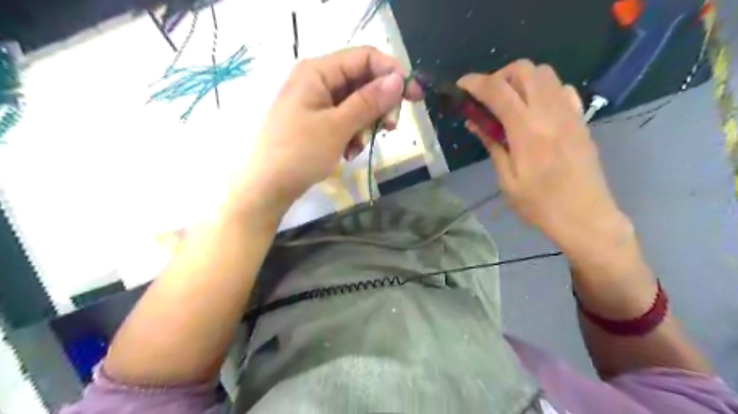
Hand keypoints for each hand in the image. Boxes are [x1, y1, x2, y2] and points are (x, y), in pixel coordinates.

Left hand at [229, 46, 426, 216]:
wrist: (266, 188)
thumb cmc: (299, 154)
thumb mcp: (338, 127)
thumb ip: (369, 101)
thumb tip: (399, 80)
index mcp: (318, 72)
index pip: (365, 58)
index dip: (392, 73)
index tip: (413, 97)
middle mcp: (317, 81)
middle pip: (363, 81)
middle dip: (379, 105)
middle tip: (390, 128)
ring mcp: (316, 102)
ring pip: (357, 104)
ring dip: (366, 124)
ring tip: (358, 147)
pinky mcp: (316, 122)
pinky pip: (345, 120)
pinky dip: (353, 135)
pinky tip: (348, 152)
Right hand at [460, 60, 631, 257]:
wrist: (585, 216)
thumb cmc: (539, 204)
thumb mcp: (507, 179)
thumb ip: (492, 144)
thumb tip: (474, 122)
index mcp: (527, 130)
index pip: (498, 90)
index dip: (476, 82)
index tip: (461, 86)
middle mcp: (550, 113)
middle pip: (525, 69)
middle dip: (500, 76)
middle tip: (488, 98)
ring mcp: (569, 113)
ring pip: (545, 73)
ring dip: (521, 80)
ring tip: (509, 103)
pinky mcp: (581, 120)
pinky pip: (562, 89)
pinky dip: (543, 90)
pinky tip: (535, 111)